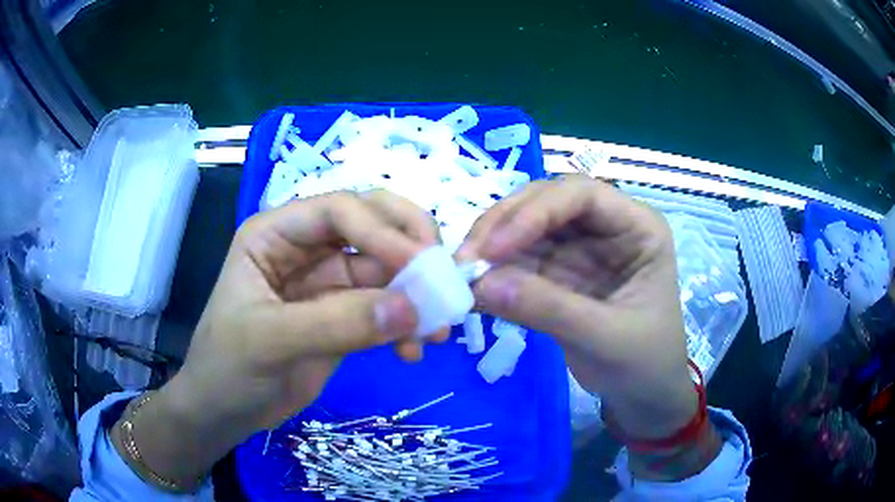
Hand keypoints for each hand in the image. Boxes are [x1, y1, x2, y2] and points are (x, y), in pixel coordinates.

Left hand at [117, 191, 441, 488]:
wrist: (225, 412)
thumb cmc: (228, 368)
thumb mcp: (269, 341)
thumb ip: (337, 323)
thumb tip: (413, 308)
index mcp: (275, 234)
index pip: (339, 210)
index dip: (382, 229)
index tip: (421, 265)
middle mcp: (306, 248)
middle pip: (372, 224)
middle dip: (411, 247)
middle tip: (442, 277)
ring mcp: (329, 283)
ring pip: (388, 269)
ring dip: (417, 293)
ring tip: (436, 330)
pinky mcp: (346, 316)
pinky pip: (388, 307)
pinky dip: (407, 324)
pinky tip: (412, 351)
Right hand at [457, 176, 696, 440]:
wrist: (643, 396)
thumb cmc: (645, 363)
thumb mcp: (607, 338)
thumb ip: (550, 309)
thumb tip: (481, 285)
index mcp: (637, 227)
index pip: (582, 195)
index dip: (535, 211)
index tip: (494, 248)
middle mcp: (606, 227)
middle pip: (547, 202)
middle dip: (505, 225)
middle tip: (466, 259)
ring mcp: (579, 248)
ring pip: (526, 228)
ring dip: (491, 247)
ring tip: (460, 275)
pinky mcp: (558, 273)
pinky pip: (519, 261)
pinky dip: (494, 274)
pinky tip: (471, 290)